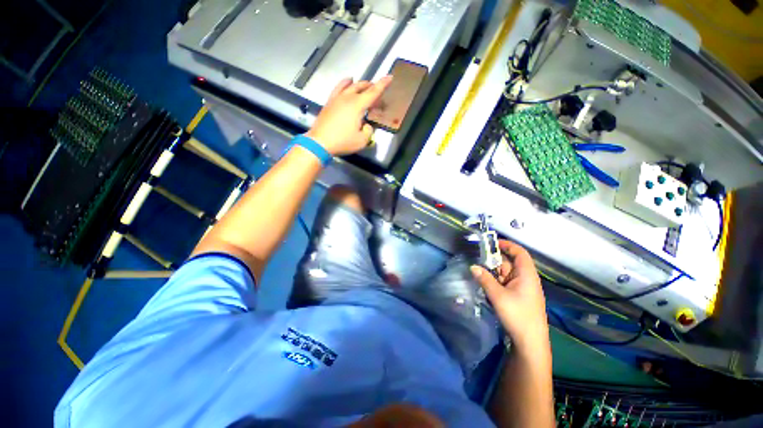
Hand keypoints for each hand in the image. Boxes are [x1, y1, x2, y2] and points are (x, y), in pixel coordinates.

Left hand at [306, 76, 392, 155]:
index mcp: (357, 105)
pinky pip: (339, 87)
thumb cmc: (342, 141)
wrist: (320, 142)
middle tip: (377, 93)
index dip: (383, 84)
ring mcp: (337, 98)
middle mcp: (347, 98)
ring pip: (351, 85)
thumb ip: (368, 131)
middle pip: (362, 87)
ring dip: (360, 85)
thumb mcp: (362, 141)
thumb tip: (366, 125)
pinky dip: (345, 83)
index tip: (390, 77)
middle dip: (372, 87)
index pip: (373, 92)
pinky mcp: (330, 102)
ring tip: (365, 86)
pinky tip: (348, 82)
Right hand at [470, 240, 549, 353]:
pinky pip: (505, 282)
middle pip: (510, 262)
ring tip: (478, 268)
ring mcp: (522, 288)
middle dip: (495, 258)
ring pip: (506, 273)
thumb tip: (472, 266)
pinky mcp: (517, 296)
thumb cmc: (517, 316)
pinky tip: (485, 281)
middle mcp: (525, 279)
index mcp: (526, 275)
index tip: (492, 242)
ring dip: (493, 270)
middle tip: (478, 256)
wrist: (529, 342)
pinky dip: (495, 280)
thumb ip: (485, 279)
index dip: (507, 245)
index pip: (520, 253)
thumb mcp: (498, 296)